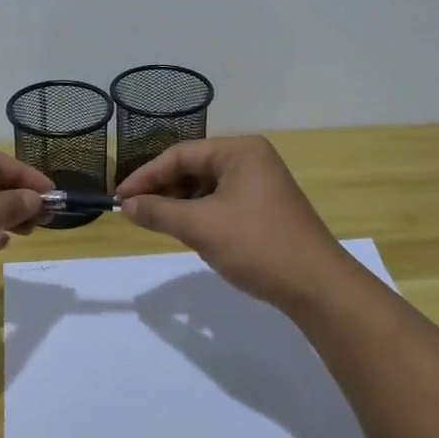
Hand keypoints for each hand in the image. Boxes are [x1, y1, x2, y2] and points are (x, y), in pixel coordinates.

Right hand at [117, 136, 358, 315]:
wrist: (317, 287)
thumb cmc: (257, 245)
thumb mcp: (201, 227)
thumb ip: (160, 212)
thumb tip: (126, 206)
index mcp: (240, 150)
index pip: (180, 155)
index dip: (146, 176)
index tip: (120, 199)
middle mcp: (251, 158)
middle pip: (193, 167)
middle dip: (163, 190)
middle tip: (135, 213)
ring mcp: (260, 183)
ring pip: (206, 187)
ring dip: (180, 204)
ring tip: (158, 224)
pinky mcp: (264, 207)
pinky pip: (221, 202)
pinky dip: (200, 215)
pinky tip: (189, 232)